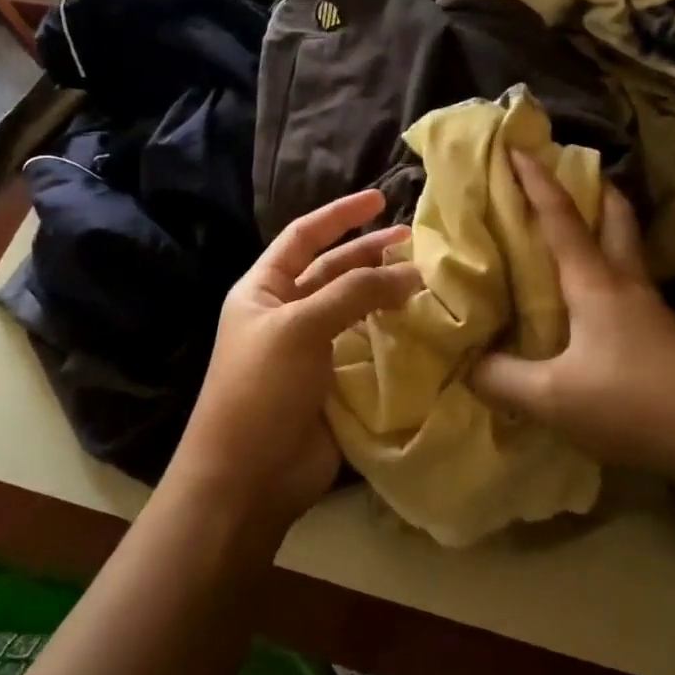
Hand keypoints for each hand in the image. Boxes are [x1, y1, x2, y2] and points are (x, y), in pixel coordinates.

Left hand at [168, 189, 421, 530]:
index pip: (303, 237)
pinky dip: (393, 334)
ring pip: (356, 309)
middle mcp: (287, 313)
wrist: (247, 477)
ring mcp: (312, 349)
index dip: (339, 215)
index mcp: (264, 290)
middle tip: (416, 242)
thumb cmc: (261, 388)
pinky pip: (368, 347)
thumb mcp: (300, 327)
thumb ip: (354, 293)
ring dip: (386, 293)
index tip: (378, 198)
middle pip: (334, 270)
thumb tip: (410, 273)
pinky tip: (422, 324)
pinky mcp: (335, 382)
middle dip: (371, 253)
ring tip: (426, 280)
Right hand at [470, 152, 674, 486]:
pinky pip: (629, 284)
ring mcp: (651, 309)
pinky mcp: (664, 335)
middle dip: (593, 189)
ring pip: (626, 250)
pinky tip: (590, 298)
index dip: (536, 181)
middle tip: (567, 176)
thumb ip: (502, 379)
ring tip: (572, 232)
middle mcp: (627, 284)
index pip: (561, 218)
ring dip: (603, 228)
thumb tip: (467, 363)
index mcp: (596, 284)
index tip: (517, 146)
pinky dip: (607, 270)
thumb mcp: (553, 399)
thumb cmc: (633, 404)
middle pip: (616, 217)